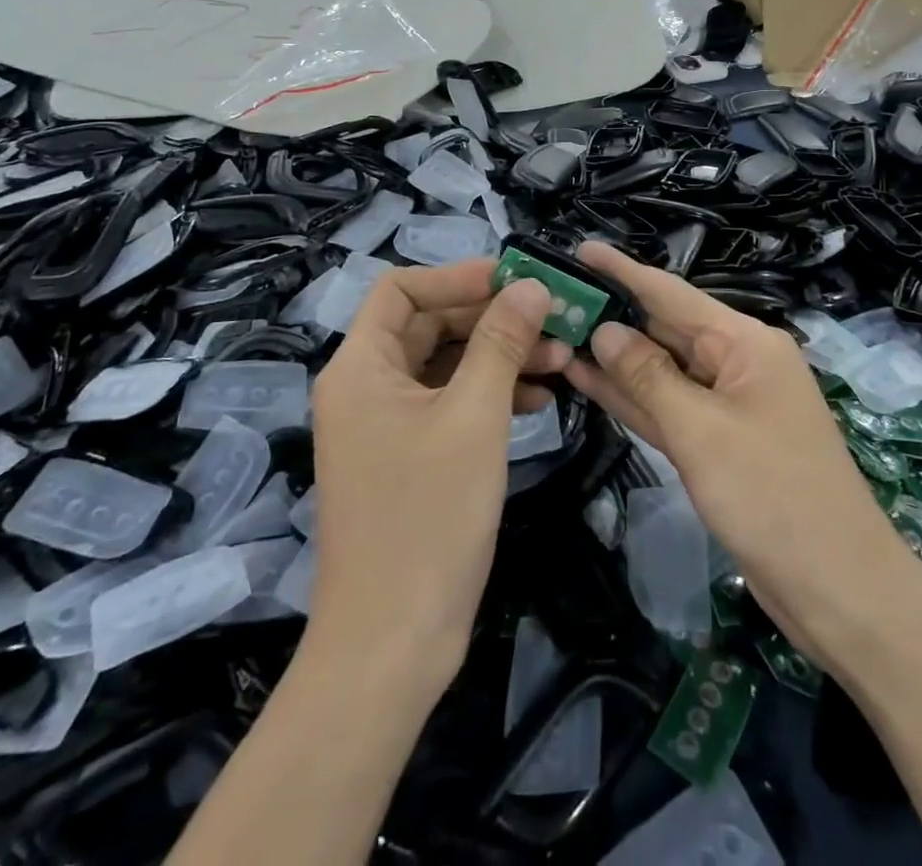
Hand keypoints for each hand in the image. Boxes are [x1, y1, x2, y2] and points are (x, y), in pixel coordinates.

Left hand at [307, 261, 568, 691]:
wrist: (392, 645)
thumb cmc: (428, 518)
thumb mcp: (474, 417)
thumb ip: (502, 342)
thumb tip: (531, 285)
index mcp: (360, 367)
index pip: (402, 289)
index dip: (458, 276)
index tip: (515, 279)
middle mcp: (366, 387)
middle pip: (429, 325)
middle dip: (492, 318)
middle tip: (553, 318)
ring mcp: (386, 425)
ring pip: (446, 365)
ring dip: (499, 356)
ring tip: (561, 359)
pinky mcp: (409, 457)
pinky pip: (450, 404)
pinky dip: (491, 394)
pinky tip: (539, 400)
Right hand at [563, 243, 912, 673]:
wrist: (838, 590)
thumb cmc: (773, 497)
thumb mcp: (702, 431)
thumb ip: (648, 377)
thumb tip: (605, 330)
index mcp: (745, 343)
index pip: (671, 294)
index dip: (623, 271)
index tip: (579, 249)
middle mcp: (737, 363)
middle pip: (665, 329)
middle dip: (612, 314)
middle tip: (552, 299)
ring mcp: (728, 406)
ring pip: (661, 370)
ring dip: (614, 358)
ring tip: (557, 333)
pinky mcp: (718, 443)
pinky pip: (668, 408)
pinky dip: (633, 397)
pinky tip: (588, 381)